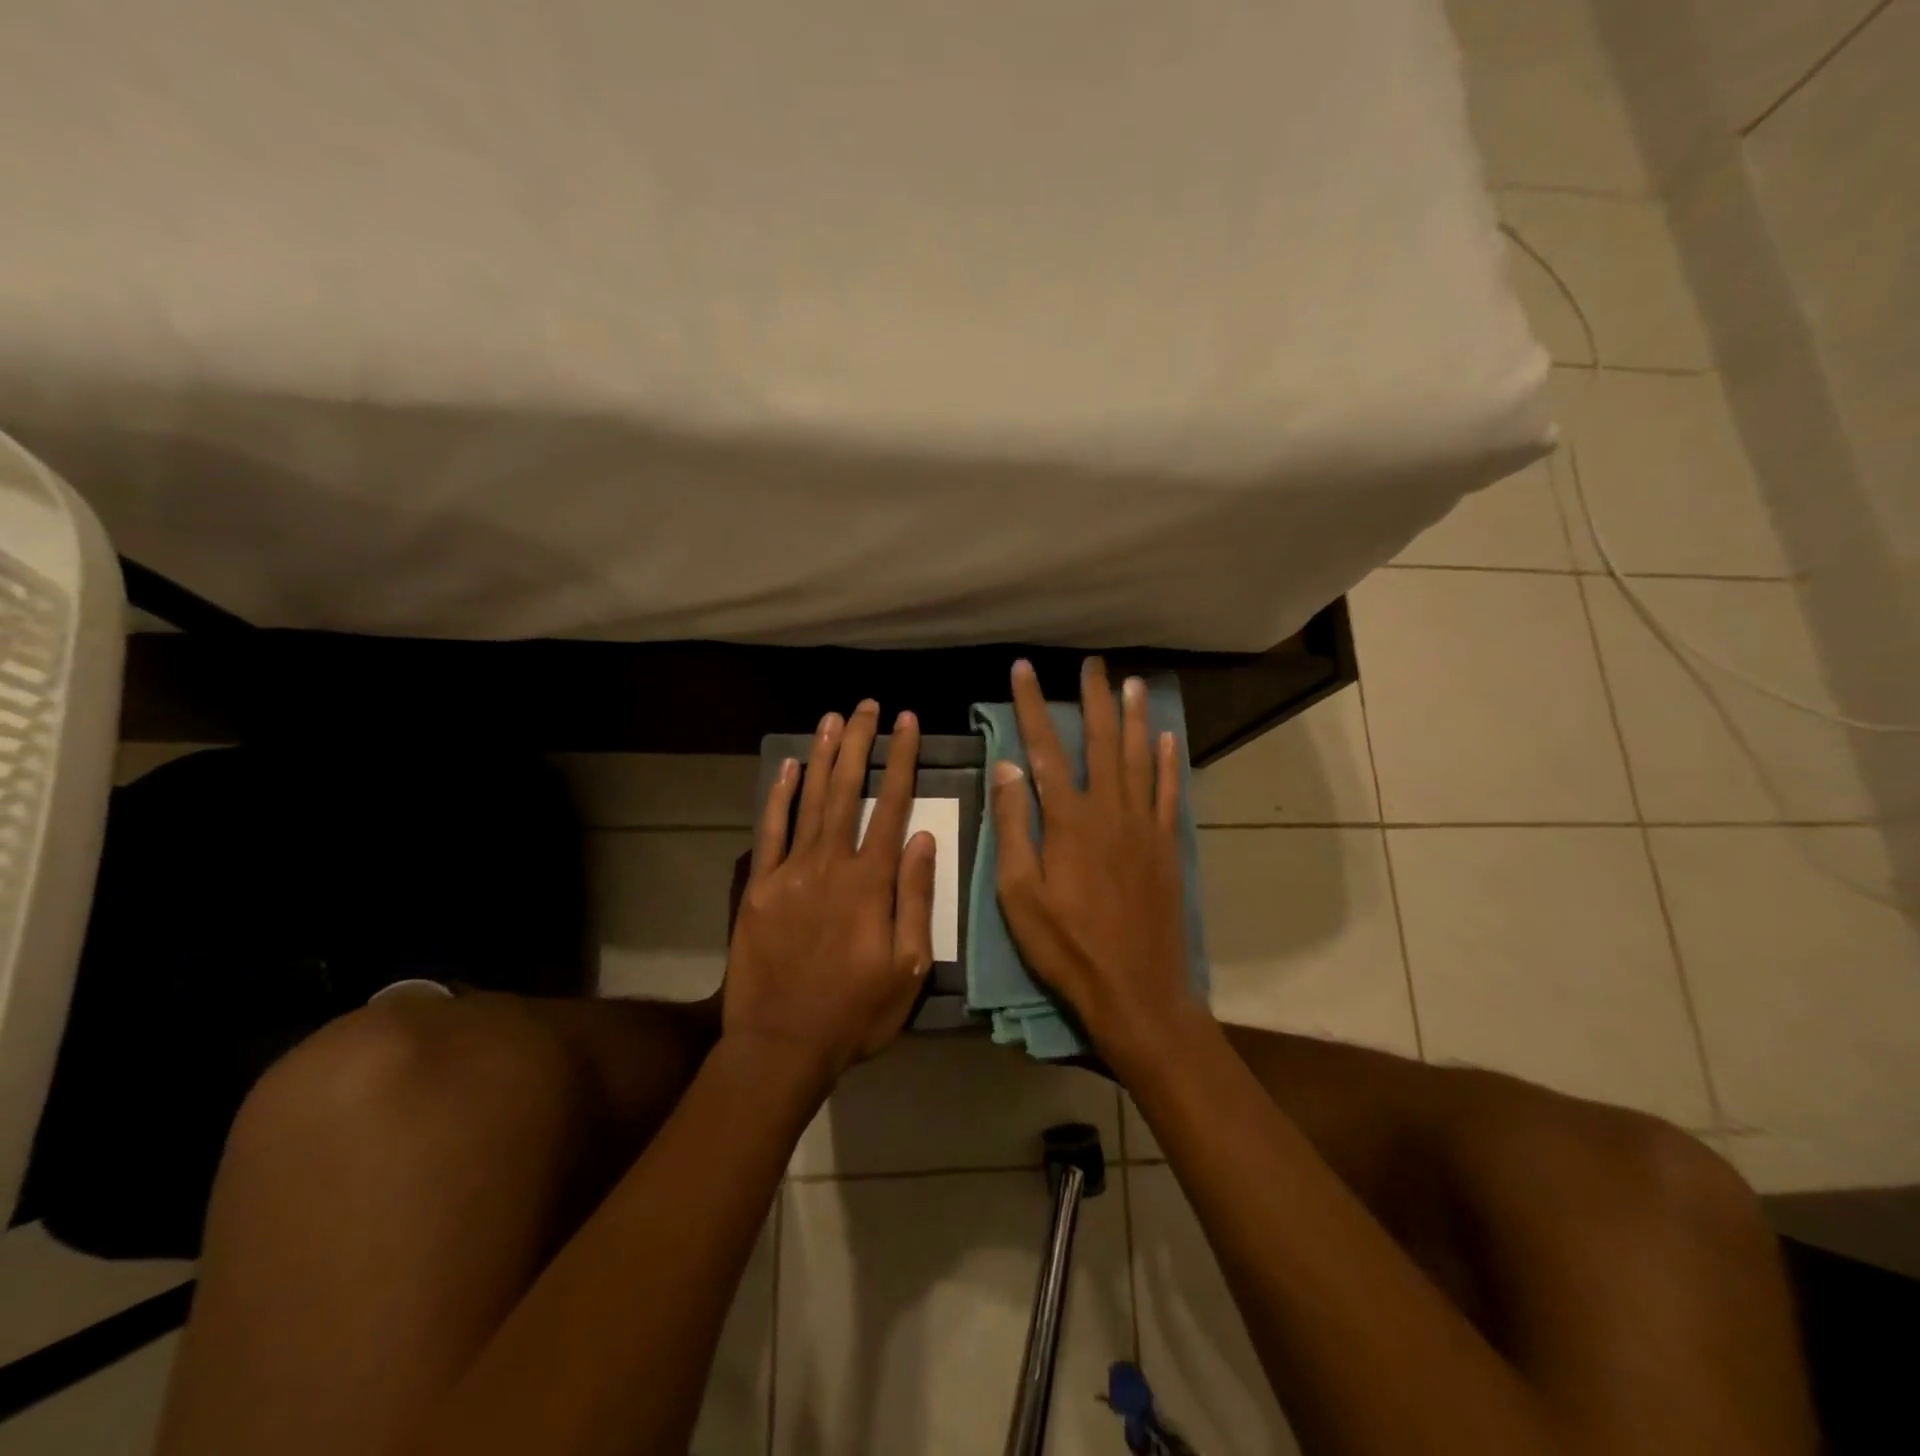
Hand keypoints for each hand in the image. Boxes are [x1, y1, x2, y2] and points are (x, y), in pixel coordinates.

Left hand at [723, 700, 937, 1078]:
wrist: (782, 1044)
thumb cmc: (856, 1012)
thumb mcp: (909, 967)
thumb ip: (916, 898)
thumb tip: (923, 838)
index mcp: (871, 882)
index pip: (892, 806)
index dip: (902, 760)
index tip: (908, 723)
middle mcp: (831, 864)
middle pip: (848, 790)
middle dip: (861, 743)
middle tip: (868, 706)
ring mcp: (790, 872)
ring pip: (810, 800)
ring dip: (824, 756)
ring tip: (834, 718)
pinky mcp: (759, 887)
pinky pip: (770, 832)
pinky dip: (779, 797)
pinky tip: (789, 766)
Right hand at [991, 658, 1200, 1072]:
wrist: (1135, 989)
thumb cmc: (1066, 946)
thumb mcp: (1018, 893)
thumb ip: (1013, 826)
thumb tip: (1007, 767)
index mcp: (1068, 820)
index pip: (1044, 748)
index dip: (1032, 706)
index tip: (1023, 670)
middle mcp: (1110, 810)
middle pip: (1101, 741)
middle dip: (1093, 699)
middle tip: (1091, 664)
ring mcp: (1144, 827)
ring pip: (1140, 757)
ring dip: (1135, 718)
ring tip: (1132, 684)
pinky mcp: (1167, 847)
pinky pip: (1169, 793)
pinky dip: (1168, 763)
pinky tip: (1167, 740)